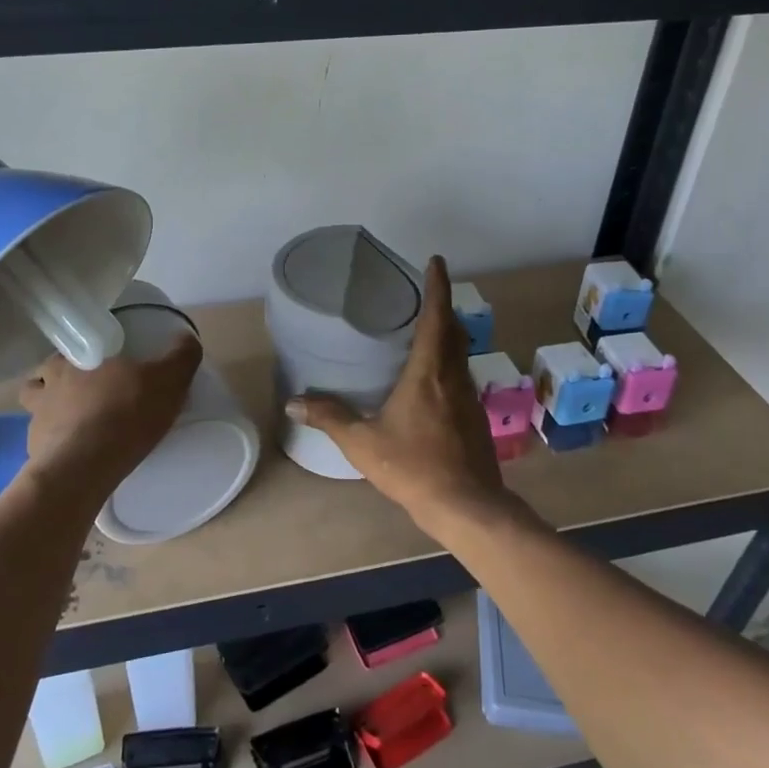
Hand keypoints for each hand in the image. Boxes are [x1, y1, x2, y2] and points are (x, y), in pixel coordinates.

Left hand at [19, 334, 202, 495]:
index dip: (82, 355)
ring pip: (35, 405)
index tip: (98, 365)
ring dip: (48, 410)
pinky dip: (53, 444)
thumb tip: (187, 337)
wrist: (84, 468)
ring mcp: (36, 418)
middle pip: (45, 374)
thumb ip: (182, 356)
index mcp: (76, 358)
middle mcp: (48, 383)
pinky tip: (73, 454)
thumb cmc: (126, 413)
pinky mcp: (33, 451)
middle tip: (86, 394)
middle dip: (59, 380)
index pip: (70, 348)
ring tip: (74, 424)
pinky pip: (40, 442)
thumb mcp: (168, 381)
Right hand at [287, 256, 514, 535]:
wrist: (467, 506)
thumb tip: (293, 403)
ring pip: (460, 353)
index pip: (436, 317)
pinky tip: (432, 379)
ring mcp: (468, 397)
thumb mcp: (363, 443)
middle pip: (453, 330)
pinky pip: (460, 375)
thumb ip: (330, 418)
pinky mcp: (475, 417)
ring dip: (447, 334)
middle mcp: (453, 376)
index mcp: (429, 372)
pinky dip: (448, 361)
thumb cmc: (414, 467)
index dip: (436, 286)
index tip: (436, 261)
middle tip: (424, 293)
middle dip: (442, 306)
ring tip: (425, 329)